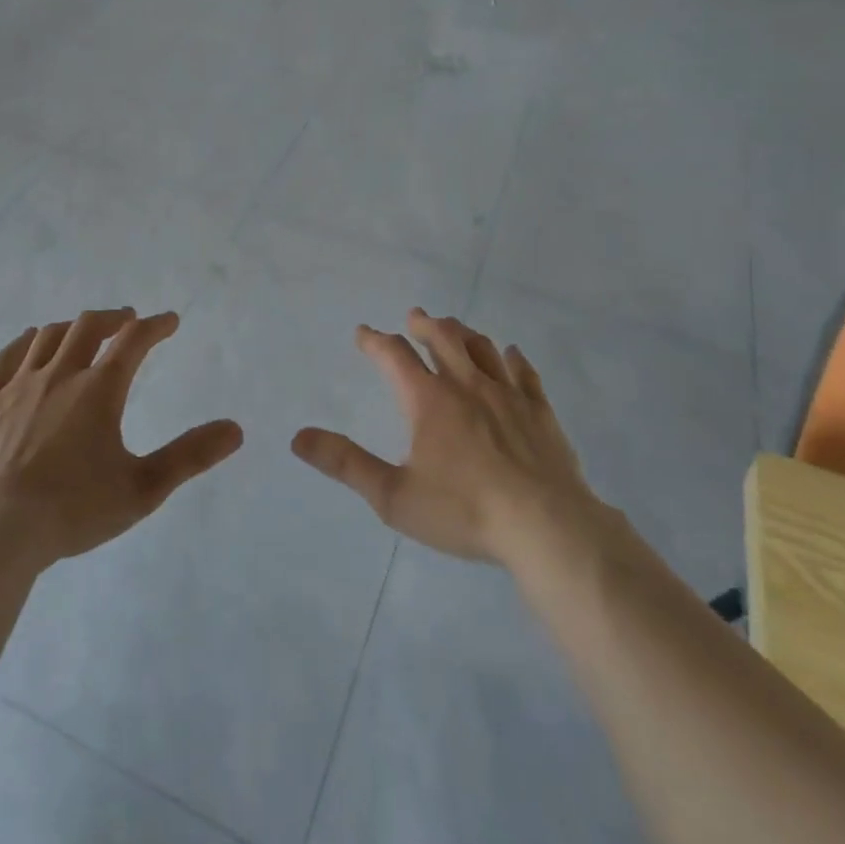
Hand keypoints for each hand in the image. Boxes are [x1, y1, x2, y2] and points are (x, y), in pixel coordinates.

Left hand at [0, 308, 242, 563]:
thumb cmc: (74, 509)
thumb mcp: (143, 488)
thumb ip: (190, 456)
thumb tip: (235, 429)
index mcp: (99, 390)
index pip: (134, 341)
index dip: (155, 326)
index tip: (169, 321)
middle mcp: (59, 375)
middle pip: (88, 327)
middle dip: (113, 318)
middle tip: (128, 321)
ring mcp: (18, 386)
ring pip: (48, 337)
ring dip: (72, 327)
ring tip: (84, 332)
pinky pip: (6, 357)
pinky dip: (25, 342)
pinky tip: (31, 343)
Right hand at [292, 309, 596, 564]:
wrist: (546, 527)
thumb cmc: (464, 511)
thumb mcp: (393, 496)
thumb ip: (346, 464)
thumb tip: (298, 438)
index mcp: (429, 400)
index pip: (394, 356)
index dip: (375, 341)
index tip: (363, 332)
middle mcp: (466, 385)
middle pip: (442, 339)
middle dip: (423, 325)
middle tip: (414, 316)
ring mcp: (508, 395)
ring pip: (482, 348)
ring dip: (463, 333)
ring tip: (454, 326)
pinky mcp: (540, 412)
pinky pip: (525, 374)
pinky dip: (514, 359)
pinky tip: (512, 354)